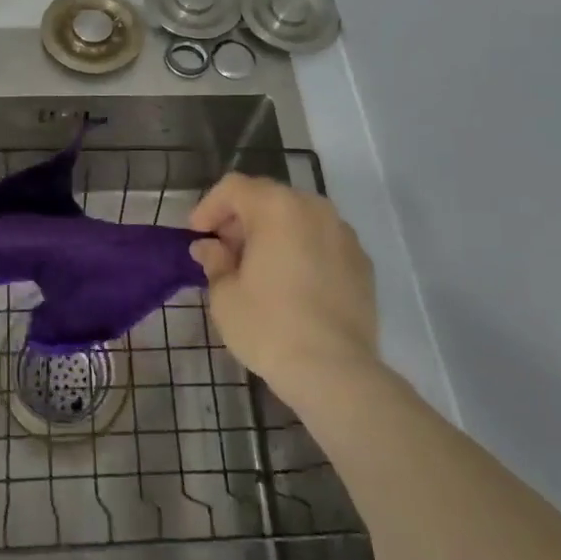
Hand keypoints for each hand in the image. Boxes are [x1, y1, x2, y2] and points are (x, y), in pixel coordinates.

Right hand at [188, 174, 380, 410]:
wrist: (335, 371)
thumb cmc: (268, 326)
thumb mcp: (225, 294)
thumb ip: (214, 261)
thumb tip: (209, 248)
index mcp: (276, 207)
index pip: (233, 188)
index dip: (209, 207)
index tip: (197, 235)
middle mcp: (313, 208)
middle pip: (268, 198)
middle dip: (241, 219)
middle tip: (224, 252)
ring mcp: (343, 233)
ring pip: (298, 218)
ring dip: (273, 233)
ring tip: (258, 268)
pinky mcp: (363, 262)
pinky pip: (322, 242)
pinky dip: (302, 250)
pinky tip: (292, 284)